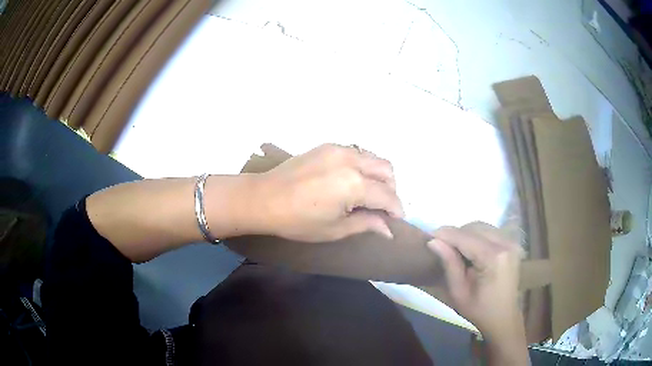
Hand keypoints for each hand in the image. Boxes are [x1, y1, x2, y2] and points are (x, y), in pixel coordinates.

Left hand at [252, 144, 402, 241]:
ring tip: (367, 194)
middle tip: (381, 207)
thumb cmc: (298, 221)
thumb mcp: (335, 229)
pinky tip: (350, 181)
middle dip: (391, 189)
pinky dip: (362, 166)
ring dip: (378, 175)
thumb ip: (366, 224)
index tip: (396, 220)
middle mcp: (351, 160)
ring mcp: (339, 149)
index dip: (396, 209)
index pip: (388, 196)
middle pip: (387, 169)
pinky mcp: (327, 146)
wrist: (264, 198)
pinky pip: (356, 153)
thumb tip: (389, 229)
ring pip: (373, 157)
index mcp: (355, 185)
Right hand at [427, 222, 524, 342]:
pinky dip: (476, 237)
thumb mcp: (459, 292)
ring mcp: (511, 242)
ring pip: (482, 227)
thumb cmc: (479, 310)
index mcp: (494, 258)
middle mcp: (505, 244)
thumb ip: (449, 264)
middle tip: (441, 247)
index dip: (445, 234)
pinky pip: (490, 231)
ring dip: (466, 234)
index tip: (428, 237)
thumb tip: (433, 241)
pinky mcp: (512, 243)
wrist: (503, 317)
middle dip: (456, 234)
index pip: (465, 237)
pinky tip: (470, 251)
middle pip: (474, 227)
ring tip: (454, 250)